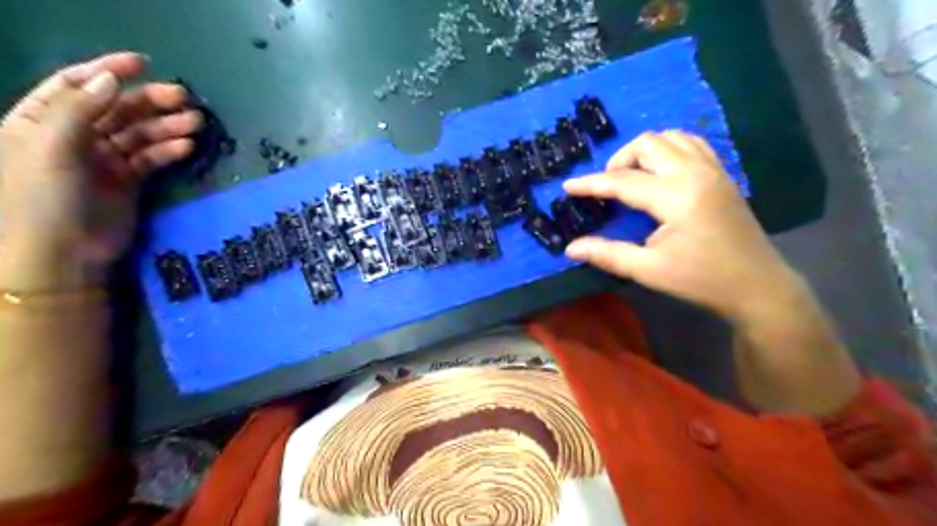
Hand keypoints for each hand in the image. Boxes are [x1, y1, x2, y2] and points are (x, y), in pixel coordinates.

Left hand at [0, 51, 200, 291]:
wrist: (63, 254)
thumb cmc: (43, 198)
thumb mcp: (51, 148)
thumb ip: (79, 111)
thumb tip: (111, 80)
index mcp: (43, 121)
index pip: (76, 85)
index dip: (107, 70)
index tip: (143, 63)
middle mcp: (74, 136)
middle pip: (117, 109)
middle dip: (150, 101)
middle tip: (185, 98)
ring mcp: (104, 159)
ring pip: (140, 134)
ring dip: (167, 126)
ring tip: (196, 123)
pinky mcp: (129, 180)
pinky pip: (151, 159)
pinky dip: (169, 151)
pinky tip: (188, 147)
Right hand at [563, 132, 805, 323]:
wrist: (757, 286)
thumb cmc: (700, 280)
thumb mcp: (648, 270)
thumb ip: (607, 254)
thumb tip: (571, 248)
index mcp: (676, 197)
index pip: (623, 181)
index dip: (591, 184)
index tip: (567, 186)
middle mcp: (695, 173)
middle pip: (648, 144)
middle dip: (620, 160)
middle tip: (609, 187)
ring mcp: (713, 170)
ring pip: (671, 137)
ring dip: (645, 151)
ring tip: (633, 177)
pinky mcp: (722, 175)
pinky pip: (692, 144)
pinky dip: (669, 149)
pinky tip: (661, 172)